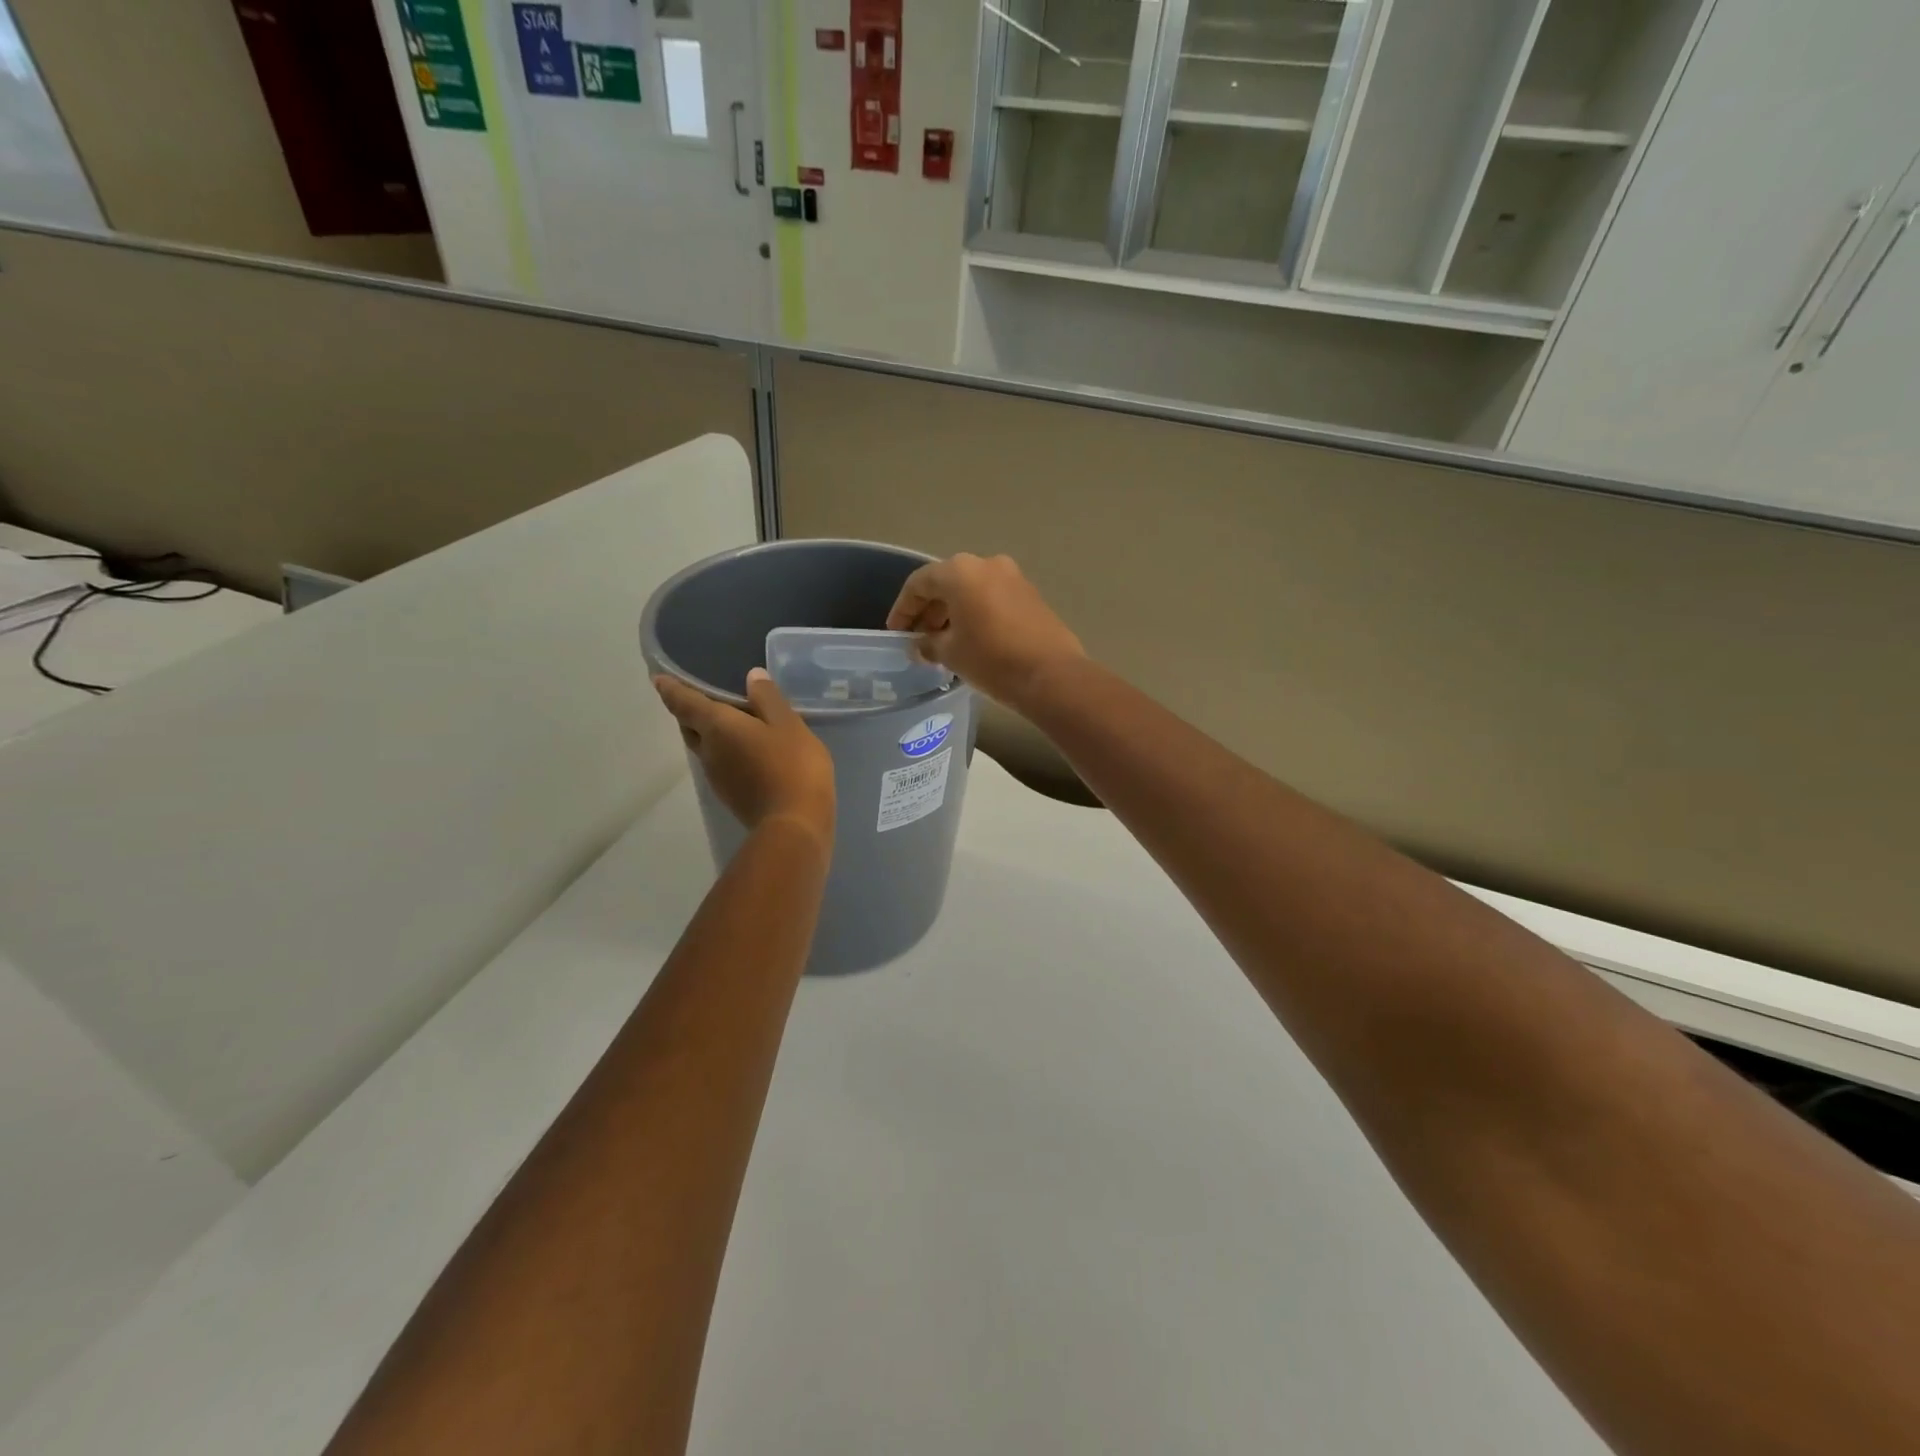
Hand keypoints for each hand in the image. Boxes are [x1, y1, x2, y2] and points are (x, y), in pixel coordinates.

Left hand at [654, 669, 835, 846]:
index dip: (670, 689)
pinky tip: (748, 749)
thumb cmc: (792, 766)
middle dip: (689, 711)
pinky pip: (720, 763)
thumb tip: (751, 677)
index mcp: (717, 726)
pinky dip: (727, 750)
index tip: (657, 679)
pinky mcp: (731, 794)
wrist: (795, 825)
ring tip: (731, 721)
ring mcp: (717, 776)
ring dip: (710, 733)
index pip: (684, 702)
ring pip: (704, 746)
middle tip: (701, 697)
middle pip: (688, 726)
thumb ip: (769, 698)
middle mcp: (708, 750)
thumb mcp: (788, 724)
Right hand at [886, 554, 1086, 710]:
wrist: (1051, 675)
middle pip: (947, 583)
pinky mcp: (1031, 595)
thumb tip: (921, 644)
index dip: (903, 609)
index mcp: (960, 571)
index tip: (896, 633)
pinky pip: (993, 598)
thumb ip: (928, 643)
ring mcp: (1013, 577)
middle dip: (929, 610)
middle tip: (919, 639)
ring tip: (943, 643)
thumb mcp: (950, 653)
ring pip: (971, 590)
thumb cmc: (991, 659)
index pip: (919, 583)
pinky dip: (976, 614)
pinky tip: (972, 640)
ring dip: (953, 612)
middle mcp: (987, 564)